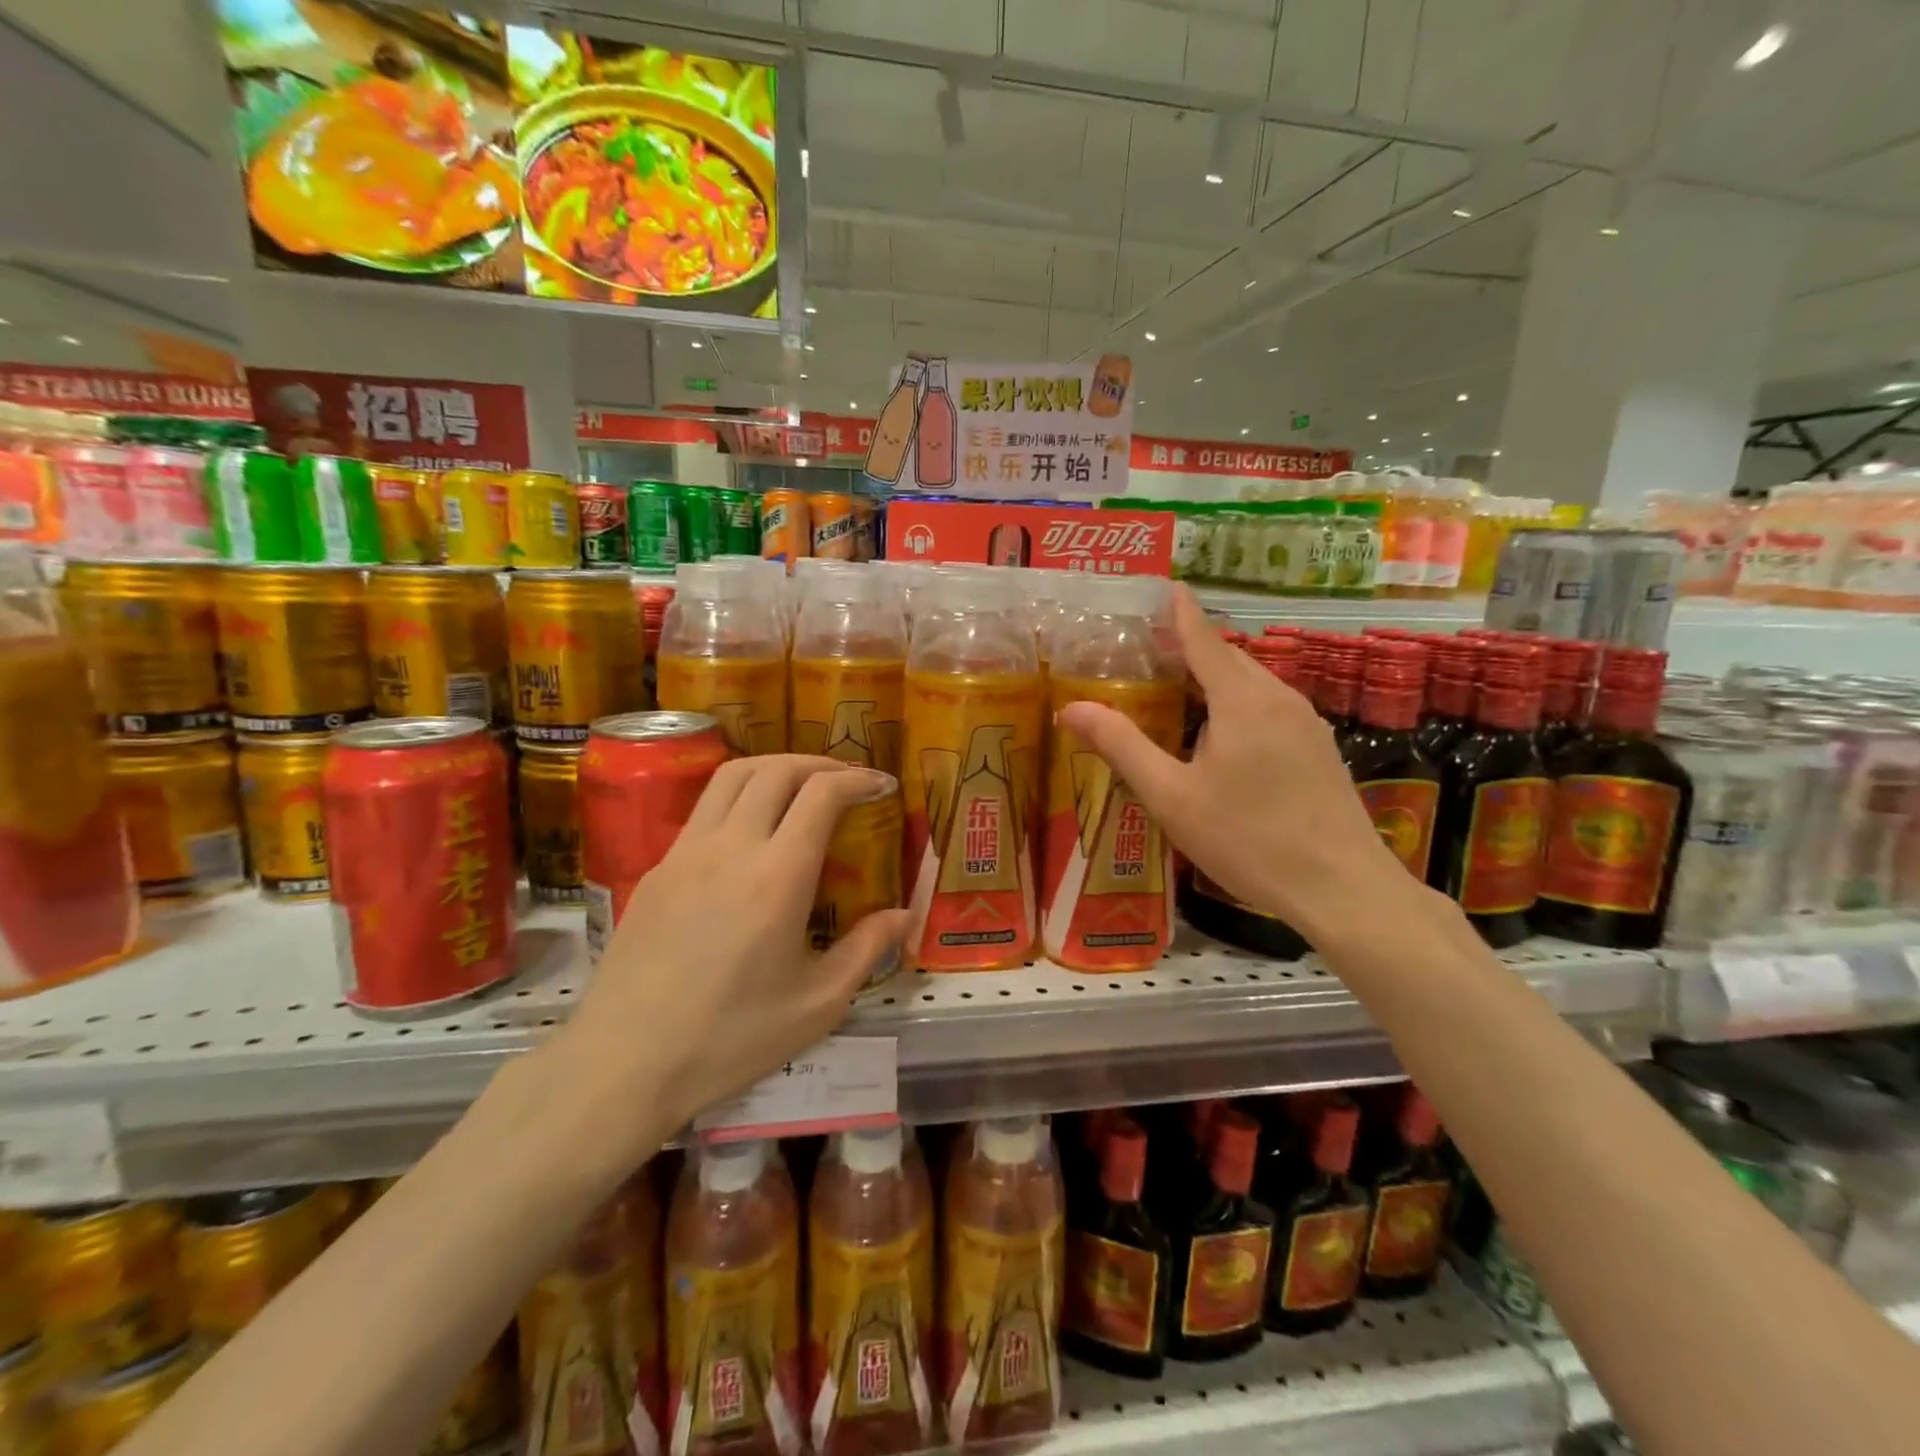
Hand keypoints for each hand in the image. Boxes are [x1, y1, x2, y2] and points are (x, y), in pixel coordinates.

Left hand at [556, 756, 909, 1141]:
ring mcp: (686, 852)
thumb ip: (867, 949)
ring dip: (776, 768)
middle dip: (820, 764)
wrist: (624, 1063)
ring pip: (732, 776)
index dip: (858, 779)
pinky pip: (704, 809)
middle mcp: (731, 847)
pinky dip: (740, 796)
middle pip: (776, 770)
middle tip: (847, 781)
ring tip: (801, 786)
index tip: (881, 785)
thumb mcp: (818, 1004)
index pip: (822, 794)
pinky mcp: (658, 868)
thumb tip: (904, 915)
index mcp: (778, 876)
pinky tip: (752, 832)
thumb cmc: (730, 1038)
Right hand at [1055, 588, 1412, 941]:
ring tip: (1179, 694)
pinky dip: (1238, 706)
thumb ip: (1122, 747)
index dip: (1181, 614)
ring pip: (1253, 686)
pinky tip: (1223, 738)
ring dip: (1216, 681)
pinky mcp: (1320, 749)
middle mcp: (1279, 698)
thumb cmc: (1247, 839)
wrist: (1341, 888)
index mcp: (1241, 700)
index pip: (1204, 639)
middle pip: (1229, 660)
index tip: (1166, 588)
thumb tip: (1071, 708)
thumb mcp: (1172, 796)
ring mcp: (1307, 724)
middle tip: (1151, 655)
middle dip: (1192, 650)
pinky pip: (1270, 710)